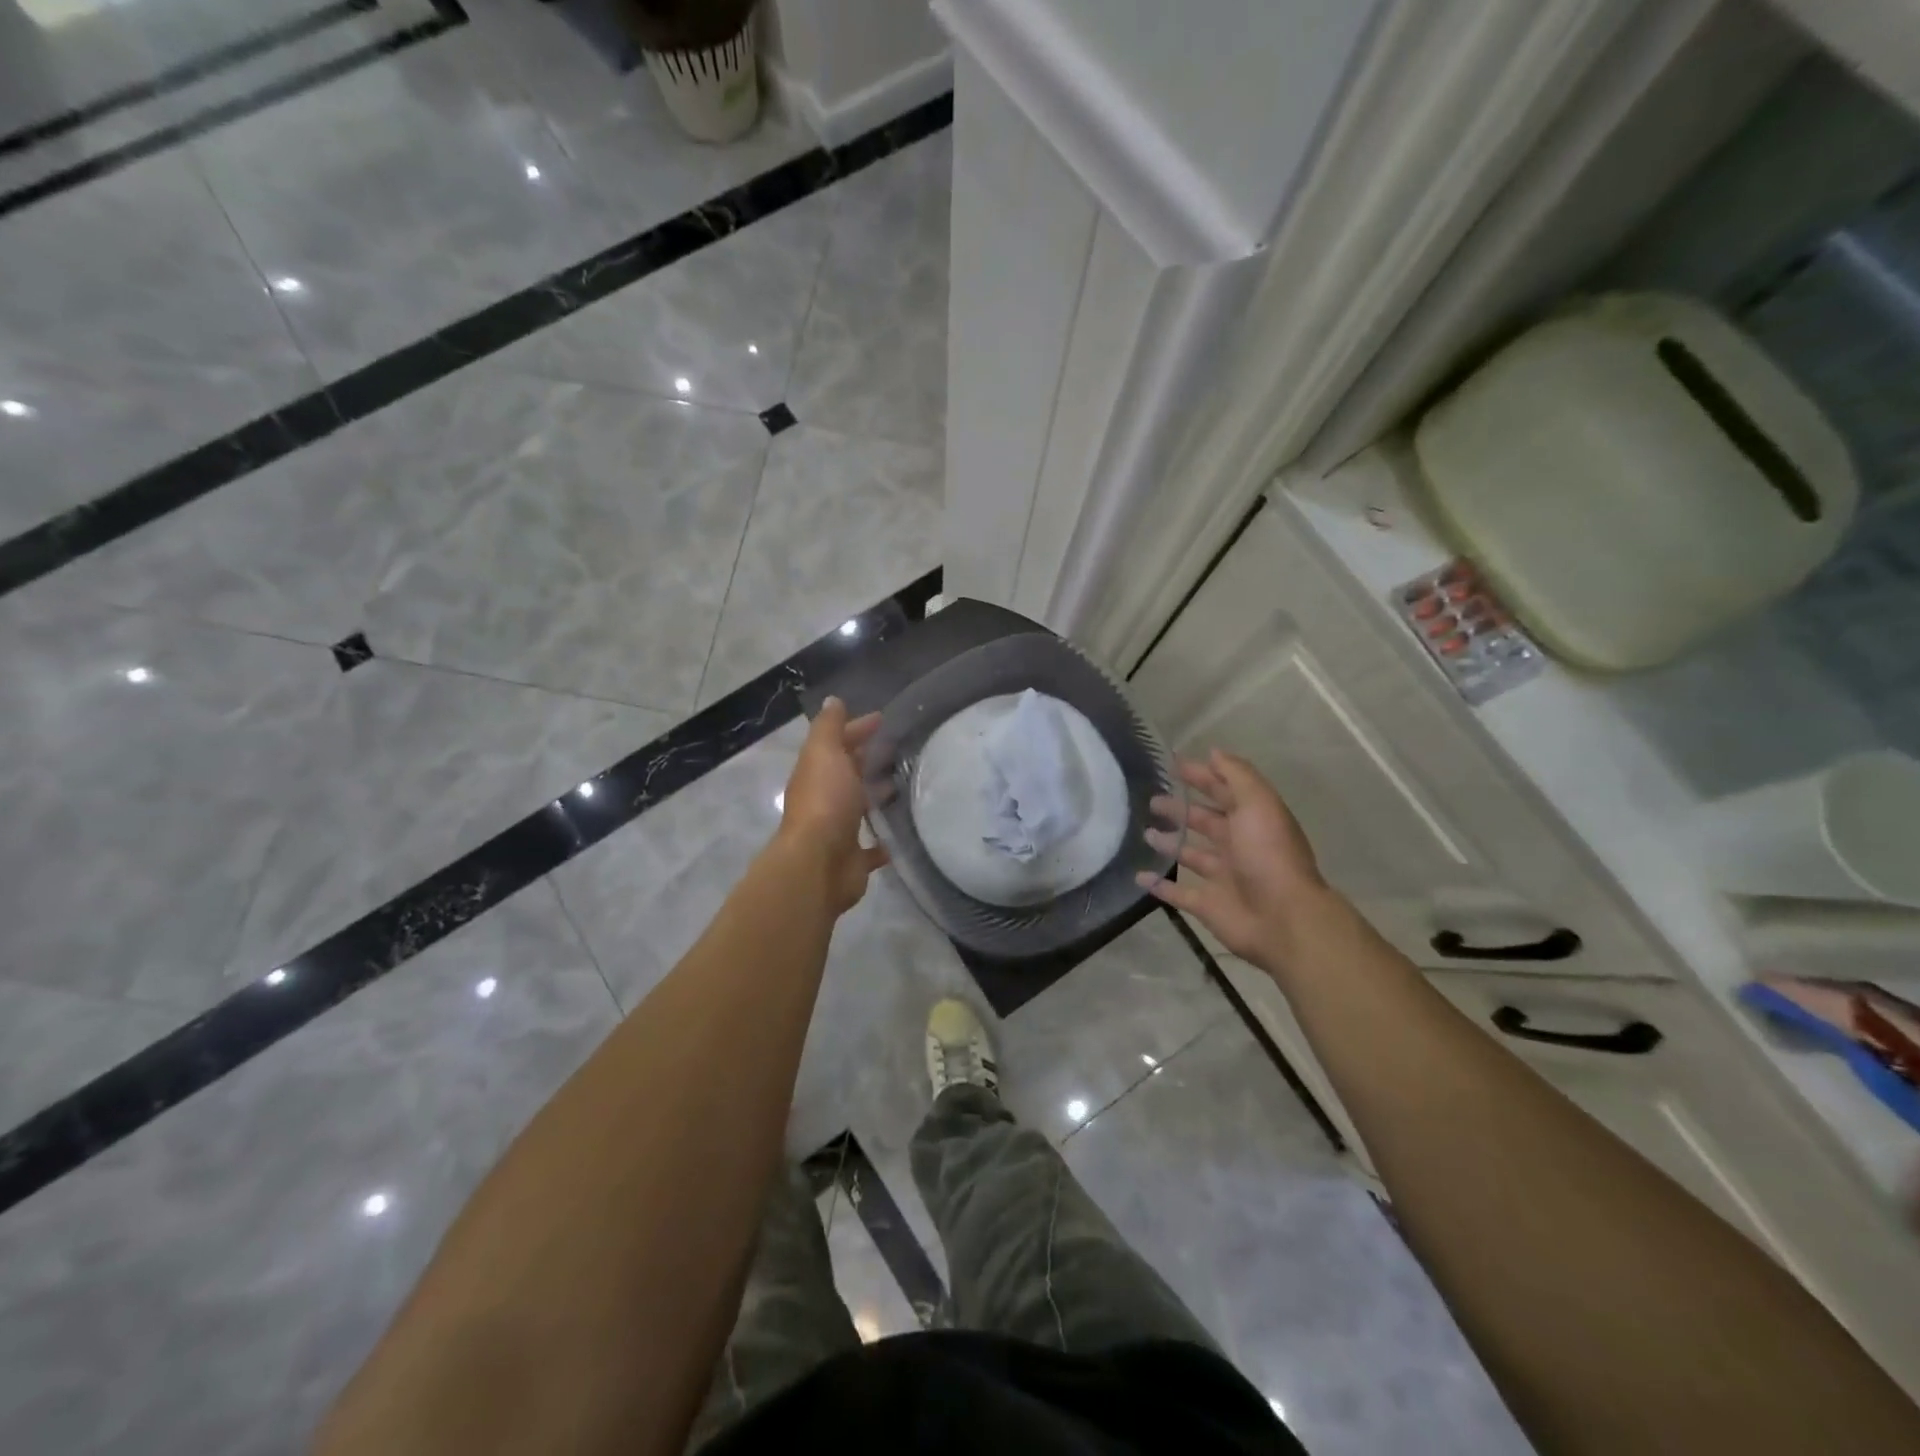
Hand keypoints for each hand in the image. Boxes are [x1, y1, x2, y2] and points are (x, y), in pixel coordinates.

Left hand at [777, 697, 889, 914]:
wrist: (818, 864)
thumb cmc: (825, 802)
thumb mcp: (824, 754)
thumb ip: (829, 727)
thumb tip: (833, 700)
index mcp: (817, 773)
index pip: (837, 744)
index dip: (857, 729)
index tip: (884, 720)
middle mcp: (825, 799)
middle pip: (848, 774)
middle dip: (869, 760)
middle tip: (902, 750)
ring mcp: (838, 830)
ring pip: (860, 807)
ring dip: (877, 796)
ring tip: (908, 785)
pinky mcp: (853, 859)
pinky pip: (872, 847)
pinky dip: (884, 840)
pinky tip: (903, 832)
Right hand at [1139, 750, 1329, 965]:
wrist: (1283, 919)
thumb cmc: (1269, 855)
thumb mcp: (1258, 804)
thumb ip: (1237, 776)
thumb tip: (1213, 752)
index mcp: (1252, 820)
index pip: (1224, 791)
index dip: (1201, 776)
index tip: (1171, 765)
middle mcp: (1238, 846)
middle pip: (1206, 822)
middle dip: (1181, 809)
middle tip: (1152, 800)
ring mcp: (1222, 877)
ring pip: (1191, 855)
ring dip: (1171, 843)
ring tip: (1144, 832)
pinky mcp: (1207, 905)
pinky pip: (1178, 893)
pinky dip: (1159, 886)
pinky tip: (1139, 875)